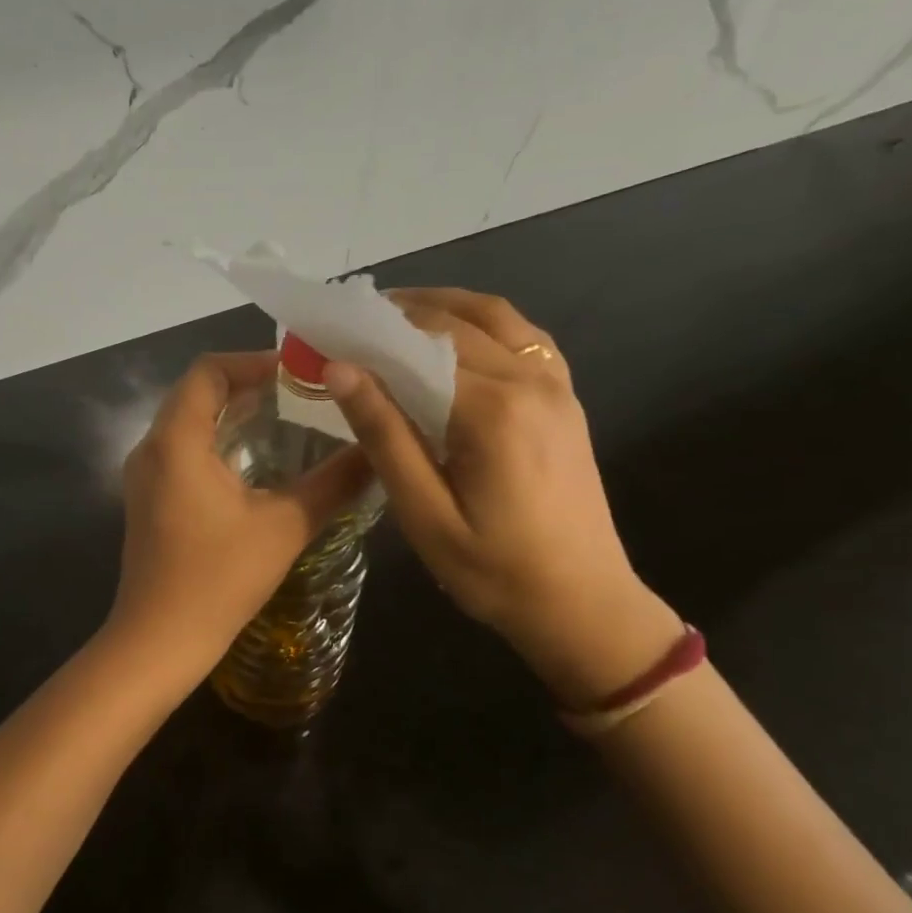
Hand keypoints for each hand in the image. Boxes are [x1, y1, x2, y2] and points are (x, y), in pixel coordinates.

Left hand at [109, 352, 371, 684]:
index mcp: (176, 440)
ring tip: (288, 420)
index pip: (208, 371)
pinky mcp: (148, 498)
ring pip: (188, 421)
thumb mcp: (284, 526)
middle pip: (196, 392)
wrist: (158, 641)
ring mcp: (145, 475)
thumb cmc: (218, 579)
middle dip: (247, 385)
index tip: (298, 372)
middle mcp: (151, 447)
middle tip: (301, 393)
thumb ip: (333, 482)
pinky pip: (182, 449)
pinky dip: (217, 441)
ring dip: (232, 414)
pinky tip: (257, 462)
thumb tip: (377, 450)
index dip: (253, 362)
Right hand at [325, 289, 680, 705]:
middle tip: (348, 324)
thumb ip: (384, 435)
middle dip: (397, 313)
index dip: (368, 331)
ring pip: (494, 317)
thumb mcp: (424, 514)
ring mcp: (556, 386)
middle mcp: (530, 381)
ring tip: (392, 315)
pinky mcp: (566, 398)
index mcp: (492, 410)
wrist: (585, 606)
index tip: (326, 330)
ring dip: (441, 306)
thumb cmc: (494, 571)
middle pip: (454, 322)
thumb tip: (340, 369)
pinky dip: (482, 322)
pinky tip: (454, 337)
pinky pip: (523, 336)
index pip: (418, 345)